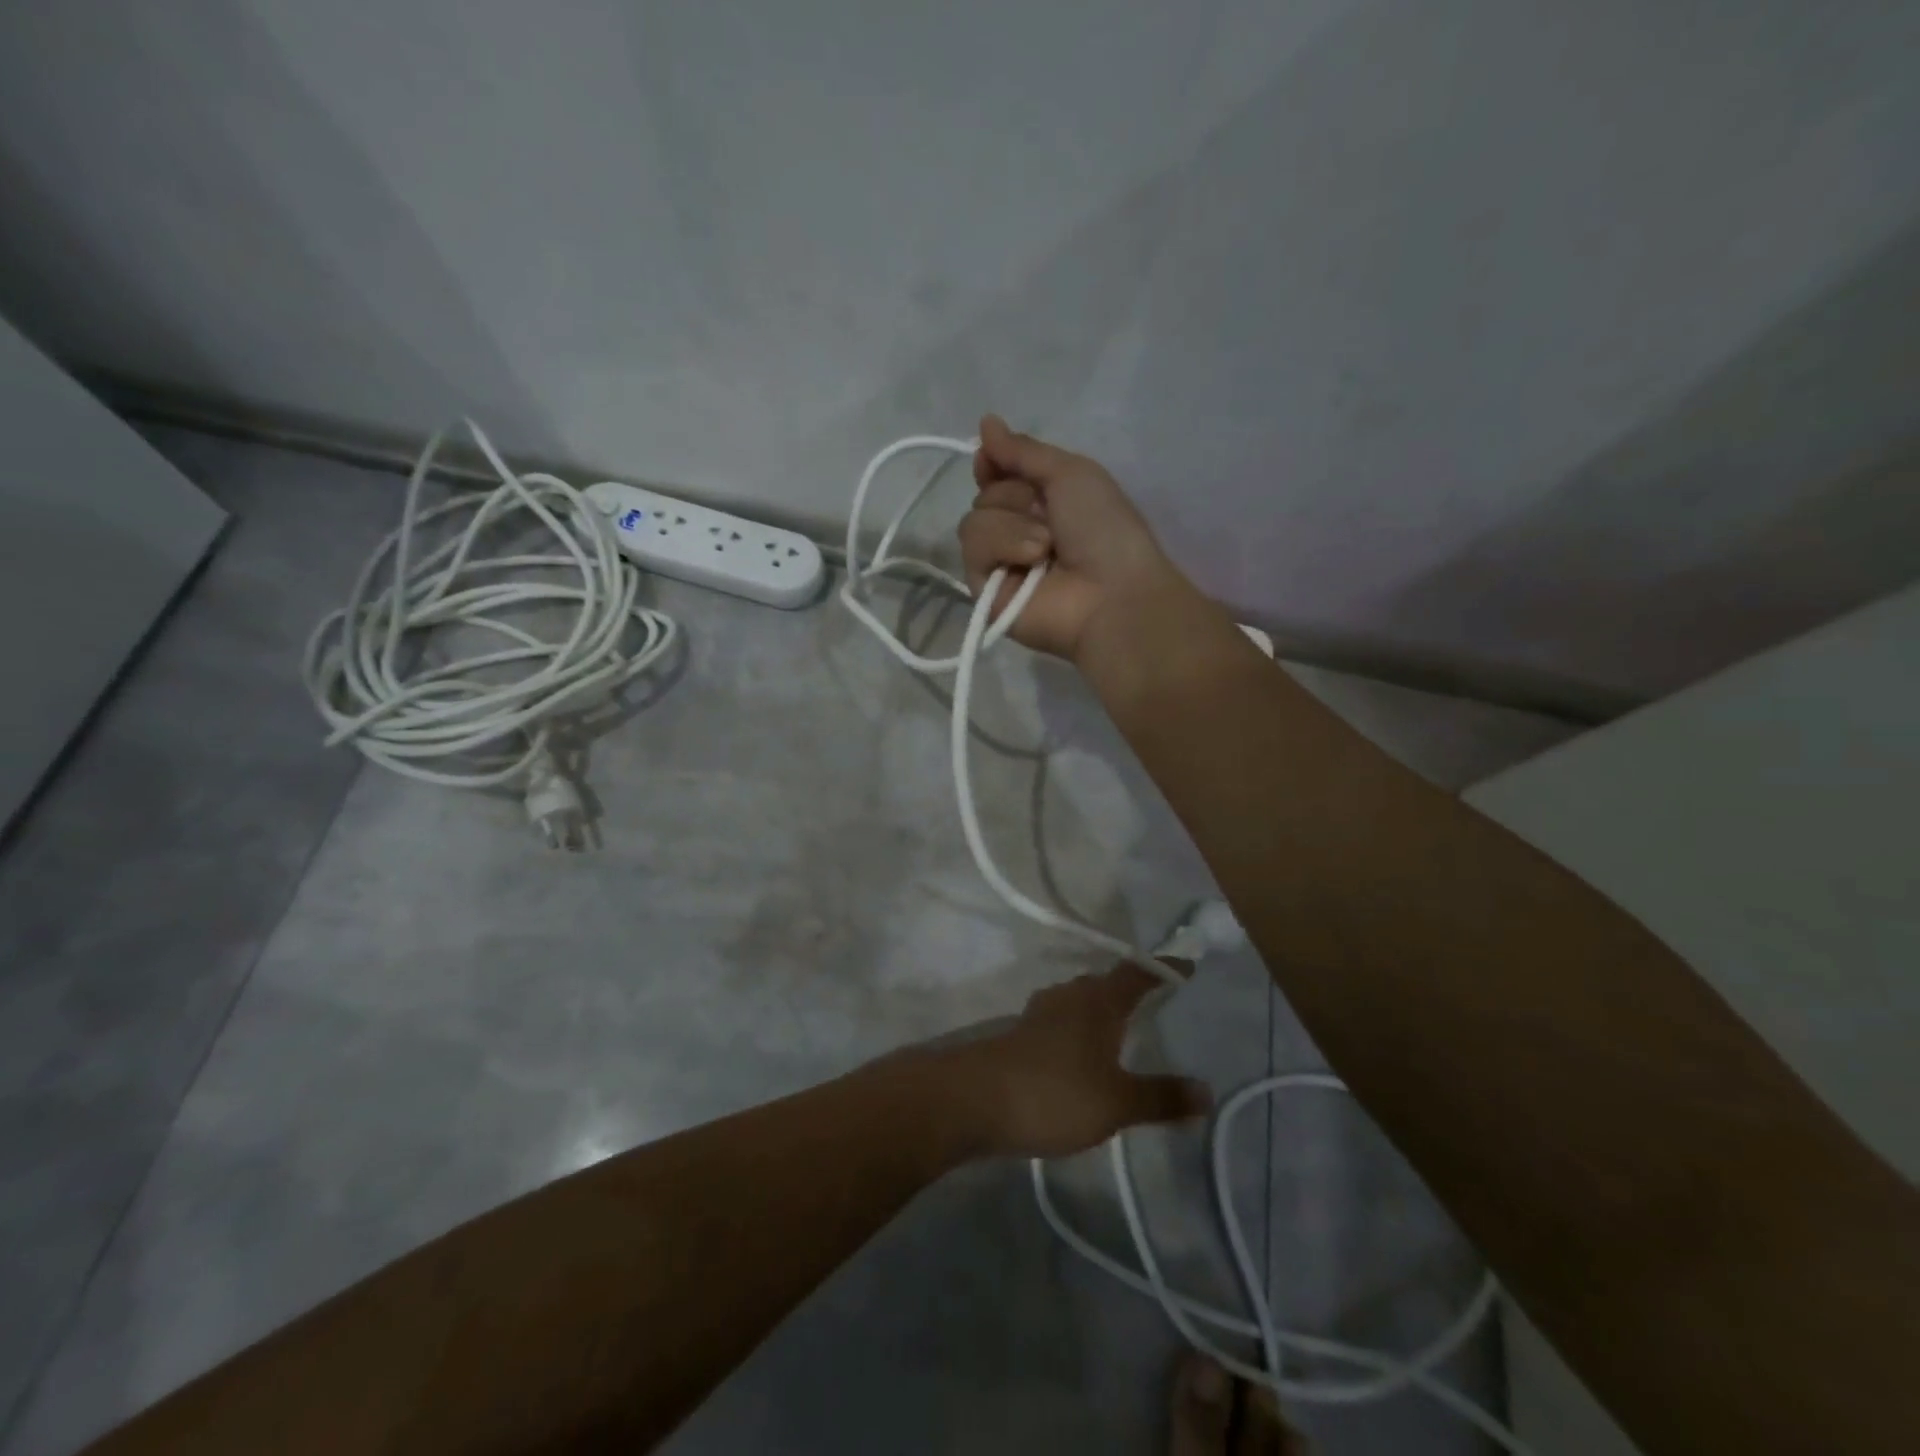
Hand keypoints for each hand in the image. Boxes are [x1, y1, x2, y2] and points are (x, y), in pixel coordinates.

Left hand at [923, 963, 1210, 1159]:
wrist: (975, 1100)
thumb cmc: (1055, 1092)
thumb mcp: (1117, 1102)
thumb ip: (1161, 1097)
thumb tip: (1207, 1091)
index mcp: (1098, 1001)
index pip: (1137, 973)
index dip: (1163, 968)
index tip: (1187, 966)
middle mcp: (1069, 996)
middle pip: (1105, 983)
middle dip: (1129, 989)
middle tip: (1157, 1002)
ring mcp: (1040, 1013)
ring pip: (1079, 1002)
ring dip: (1101, 1011)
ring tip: (1122, 1031)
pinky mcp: (1020, 1034)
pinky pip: (1061, 1022)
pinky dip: (1079, 1031)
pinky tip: (1082, 1056)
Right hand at [958, 415, 1186, 663]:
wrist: (1111, 592)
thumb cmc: (1103, 529)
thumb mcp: (1071, 473)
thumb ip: (1023, 451)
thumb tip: (985, 421)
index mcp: (1043, 503)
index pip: (997, 477)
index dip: (992, 464)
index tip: (991, 459)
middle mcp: (1018, 532)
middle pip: (984, 496)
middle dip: (1013, 497)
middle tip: (1048, 517)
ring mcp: (1001, 565)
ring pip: (974, 521)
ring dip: (1012, 525)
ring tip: (1046, 547)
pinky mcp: (985, 593)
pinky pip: (973, 550)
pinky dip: (1002, 547)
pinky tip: (1033, 561)